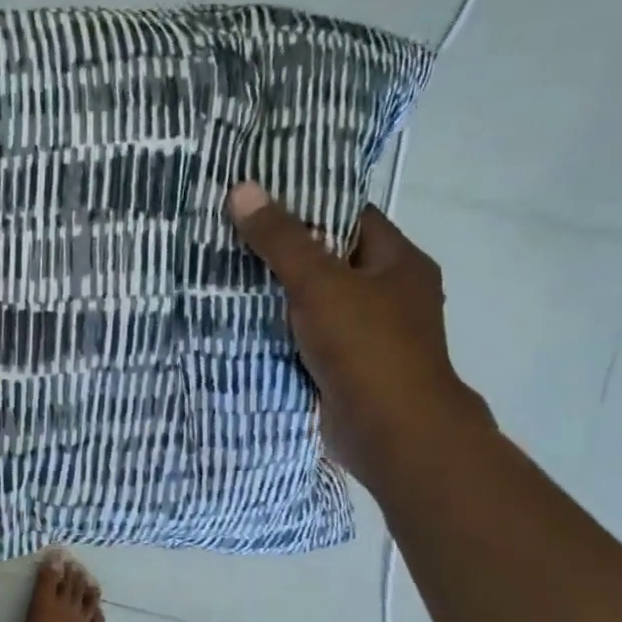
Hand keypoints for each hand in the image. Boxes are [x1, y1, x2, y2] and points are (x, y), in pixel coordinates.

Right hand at [226, 182, 492, 490]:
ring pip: (314, 302)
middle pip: (329, 260)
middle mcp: (389, 294)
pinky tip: (239, 323)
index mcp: (399, 262)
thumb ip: (281, 239)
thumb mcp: (319, 282)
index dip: (306, 205)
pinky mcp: (345, 367)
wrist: (391, 432)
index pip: (350, 217)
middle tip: (228, 237)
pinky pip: (306, 337)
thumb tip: (242, 189)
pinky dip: (279, 331)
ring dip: (276, 296)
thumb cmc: (366, 346)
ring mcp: (368, 334)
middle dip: (282, 252)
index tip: (258, 201)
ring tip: (222, 276)